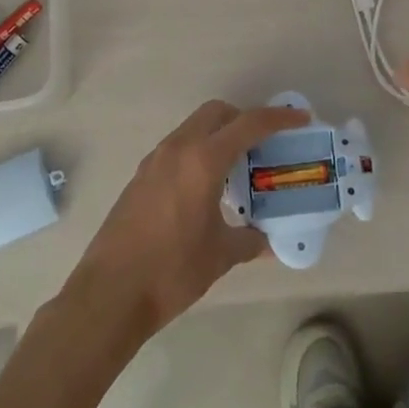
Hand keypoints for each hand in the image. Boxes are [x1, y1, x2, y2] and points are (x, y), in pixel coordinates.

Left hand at [66, 100, 309, 339]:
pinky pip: (178, 147)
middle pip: (217, 112)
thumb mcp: (220, 256)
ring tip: (237, 167)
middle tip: (264, 144)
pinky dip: (198, 151)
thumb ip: (249, 241)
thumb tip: (268, 240)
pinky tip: (206, 187)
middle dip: (244, 119)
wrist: (108, 294)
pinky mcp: (141, 176)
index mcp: (203, 160)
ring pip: (194, 127)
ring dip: (219, 134)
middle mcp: (178, 148)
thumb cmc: (171, 271)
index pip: (248, 124)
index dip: (278, 118)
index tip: (300, 118)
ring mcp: (155, 160)